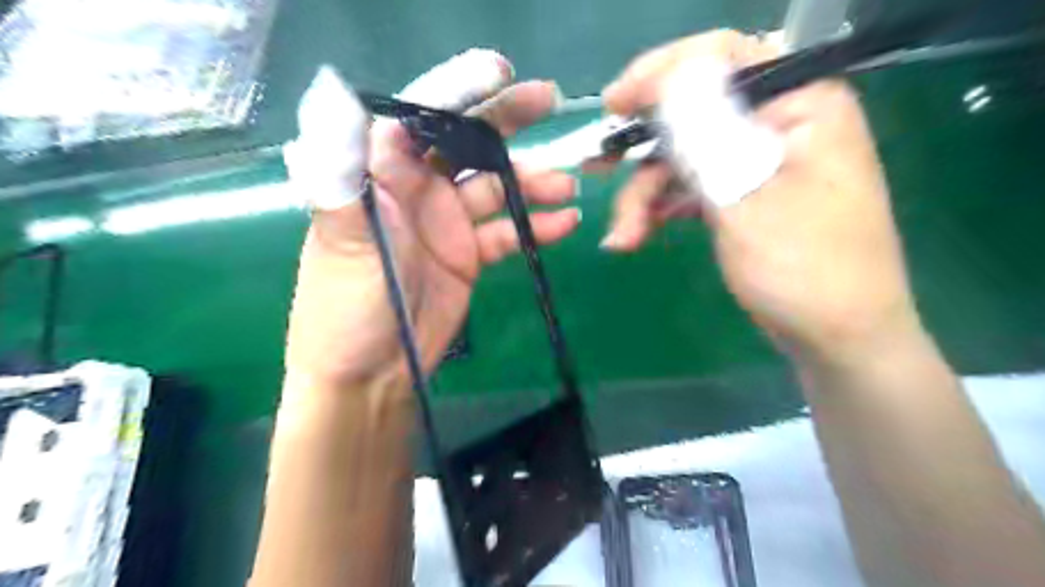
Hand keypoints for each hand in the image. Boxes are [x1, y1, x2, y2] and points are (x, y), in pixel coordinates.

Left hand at [284, 59, 578, 388]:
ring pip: (497, 188)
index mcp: (381, 174)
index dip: (458, 92)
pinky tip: (562, 224)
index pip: (420, 116)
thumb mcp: (342, 240)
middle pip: (466, 142)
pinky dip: (535, 226)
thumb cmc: (346, 307)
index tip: (502, 77)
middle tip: (547, 102)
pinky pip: (507, 232)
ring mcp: (448, 222)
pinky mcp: (469, 255)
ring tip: (565, 186)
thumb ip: (344, 176)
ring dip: (532, 183)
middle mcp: (418, 189)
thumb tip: (339, 103)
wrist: (373, 371)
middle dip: (504, 120)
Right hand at [601, 32, 916, 359]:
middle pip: (693, 114)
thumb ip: (706, 136)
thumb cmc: (804, 270)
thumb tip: (669, 77)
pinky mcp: (743, 196)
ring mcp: (758, 163)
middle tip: (597, 168)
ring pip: (684, 158)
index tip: (613, 105)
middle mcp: (779, 124)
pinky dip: (661, 209)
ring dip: (645, 195)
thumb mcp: (746, 199)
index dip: (661, 73)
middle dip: (642, 150)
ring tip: (621, 236)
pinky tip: (638, 234)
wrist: (836, 339)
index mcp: (799, 105)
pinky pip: (692, 187)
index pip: (724, 58)